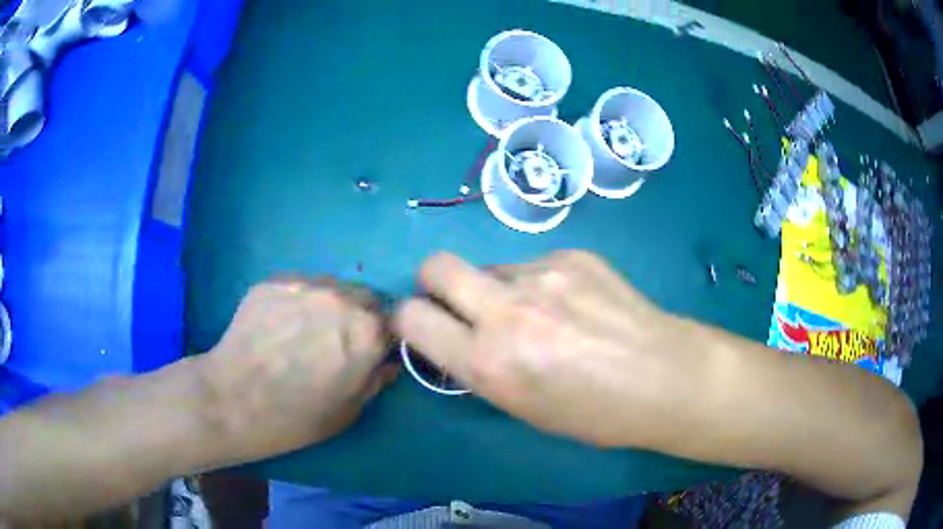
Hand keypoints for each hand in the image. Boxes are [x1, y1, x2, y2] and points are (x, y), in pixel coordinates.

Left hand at [204, 278, 396, 460]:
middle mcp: (341, 298)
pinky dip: (299, 301)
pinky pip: (299, 286)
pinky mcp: (275, 281)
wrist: (233, 400)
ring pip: (332, 287)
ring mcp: (305, 284)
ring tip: (305, 330)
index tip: (372, 349)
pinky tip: (280, 325)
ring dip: (330, 305)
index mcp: (367, 332)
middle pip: (365, 297)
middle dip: (360, 316)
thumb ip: (375, 381)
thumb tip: (387, 363)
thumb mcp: (348, 411)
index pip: (394, 320)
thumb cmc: (296, 417)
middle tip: (338, 341)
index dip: (384, 336)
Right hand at [394, 251, 707, 448]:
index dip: (411, 320)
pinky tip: (575, 303)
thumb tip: (457, 336)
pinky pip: (533, 264)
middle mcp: (507, 311)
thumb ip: (480, 367)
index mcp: (489, 362)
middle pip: (436, 266)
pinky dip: (539, 282)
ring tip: (541, 313)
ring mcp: (543, 274)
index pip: (412, 318)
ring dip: (498, 287)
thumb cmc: (594, 413)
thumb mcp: (522, 407)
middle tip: (461, 303)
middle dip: (435, 283)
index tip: (427, 326)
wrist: (664, 377)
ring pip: (491, 267)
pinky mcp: (573, 254)